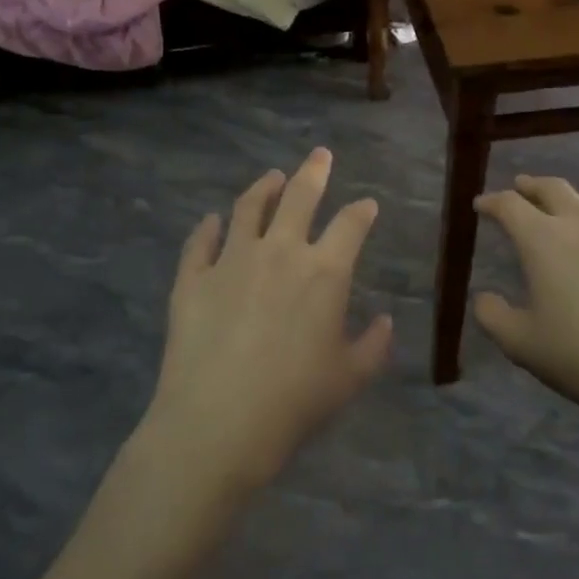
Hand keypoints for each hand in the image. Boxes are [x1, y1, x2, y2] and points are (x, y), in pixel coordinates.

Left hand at [145, 149, 392, 496]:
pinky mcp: (193, 278)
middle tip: (320, 154)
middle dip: (314, 171)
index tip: (367, 204)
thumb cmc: (295, 401)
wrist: (217, 424)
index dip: (362, 211)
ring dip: (264, 187)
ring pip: (249, 207)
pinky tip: (212, 220)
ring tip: (272, 177)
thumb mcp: (350, 378)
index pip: (350, 225)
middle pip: (300, 196)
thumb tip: (385, 321)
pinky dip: (208, 227)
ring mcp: (232, 260)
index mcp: (325, 271)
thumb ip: (374, 345)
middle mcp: (280, 251)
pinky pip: (201, 242)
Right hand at [474, 175, 578, 423]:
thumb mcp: (523, 345)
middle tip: (519, 188)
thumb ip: (494, 317)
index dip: (491, 201)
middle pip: (553, 188)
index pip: (510, 205)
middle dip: (531, 186)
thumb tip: (485, 298)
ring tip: (561, 212)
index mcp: (544, 240)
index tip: (481, 205)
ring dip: (569, 201)